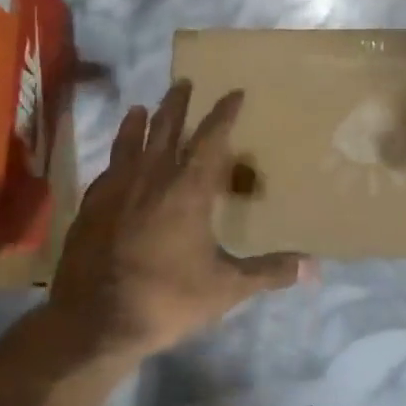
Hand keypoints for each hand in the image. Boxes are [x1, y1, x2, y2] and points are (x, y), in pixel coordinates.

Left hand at [50, 81, 313, 358]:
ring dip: (138, 123)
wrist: (93, 322)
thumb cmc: (166, 299)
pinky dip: (115, 156)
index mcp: (187, 190)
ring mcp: (116, 191)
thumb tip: (314, 267)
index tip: (234, 92)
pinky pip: (107, 170)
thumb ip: (268, 272)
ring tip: (141, 107)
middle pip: (165, 129)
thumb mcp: (225, 288)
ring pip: (129, 144)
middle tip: (184, 82)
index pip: (210, 139)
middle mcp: (151, 179)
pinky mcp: (90, 208)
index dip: (223, 114)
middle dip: (177, 104)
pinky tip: (115, 161)